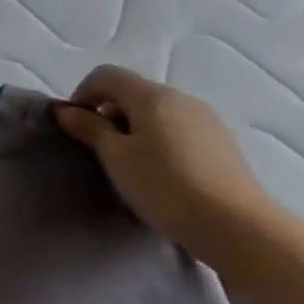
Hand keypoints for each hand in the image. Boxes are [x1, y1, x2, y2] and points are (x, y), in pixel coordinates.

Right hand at [54, 66, 278, 257]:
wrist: (238, 228)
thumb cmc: (165, 186)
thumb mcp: (116, 158)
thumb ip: (89, 128)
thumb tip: (66, 110)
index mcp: (152, 95)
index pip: (106, 75)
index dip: (83, 94)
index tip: (76, 127)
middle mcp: (182, 98)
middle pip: (134, 92)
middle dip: (109, 113)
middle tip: (101, 150)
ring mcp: (207, 120)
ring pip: (158, 112)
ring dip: (135, 128)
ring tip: (131, 165)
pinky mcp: (223, 144)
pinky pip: (179, 130)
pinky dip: (160, 141)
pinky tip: (162, 174)